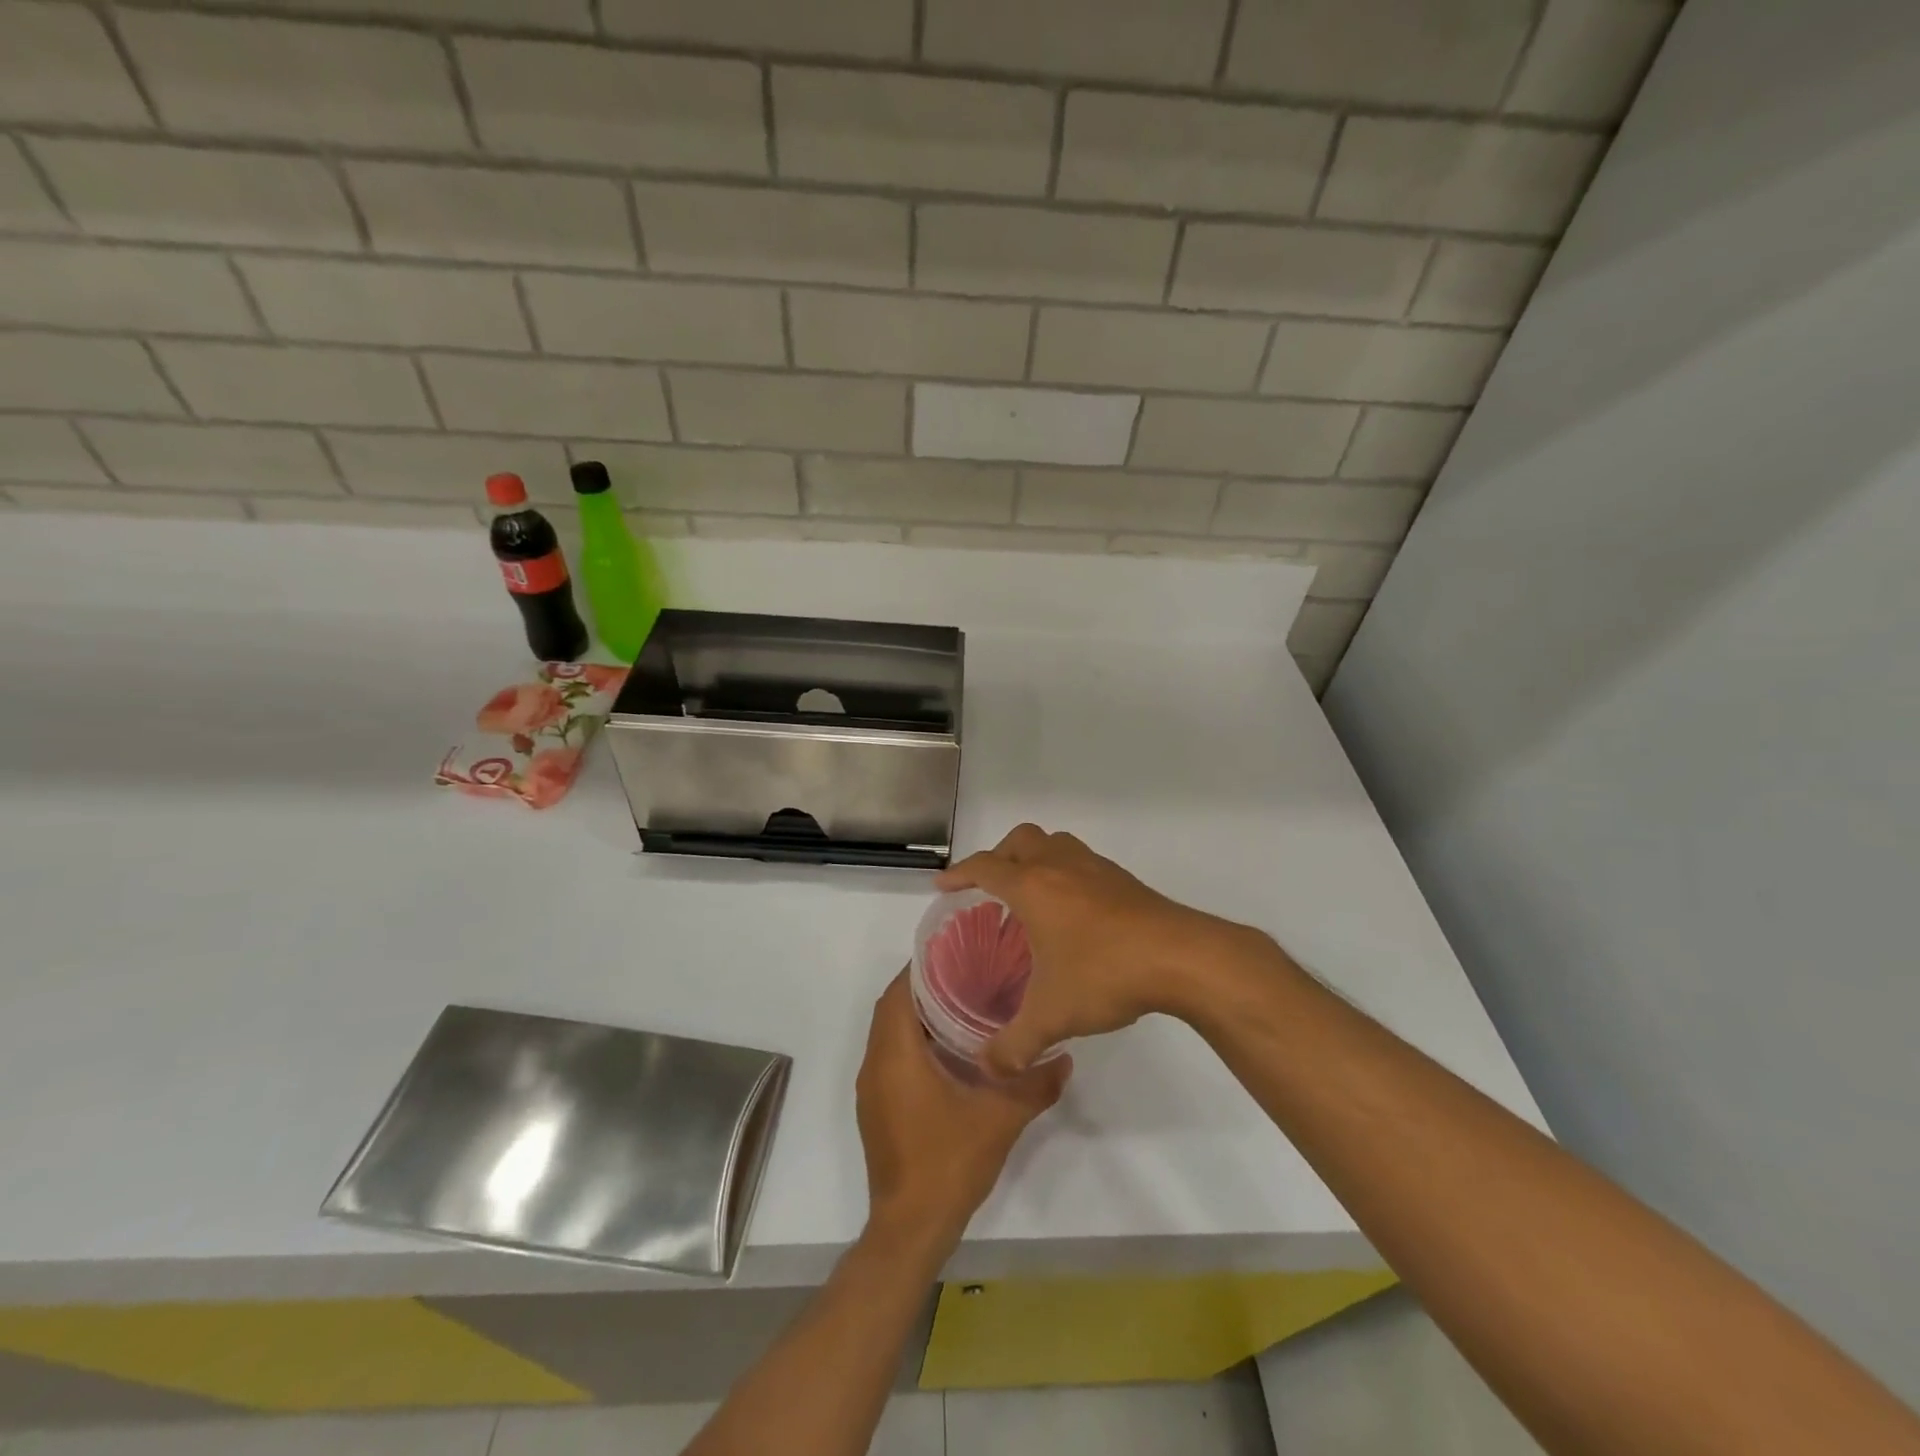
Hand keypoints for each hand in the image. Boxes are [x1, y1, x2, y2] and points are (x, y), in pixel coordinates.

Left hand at [856, 972, 1069, 1249]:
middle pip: (892, 1009)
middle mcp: (875, 1065)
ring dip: (916, 1017)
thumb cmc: (949, 1162)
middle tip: (966, 975)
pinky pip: (889, 1058)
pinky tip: (949, 1052)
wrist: (911, 1228)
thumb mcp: (1001, 1118)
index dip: (921, 968)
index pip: (898, 992)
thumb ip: (1035, 1084)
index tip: (955, 954)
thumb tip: (1065, 1057)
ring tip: (962, 1005)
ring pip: (889, 1034)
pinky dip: (911, 1043)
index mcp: (895, 1055)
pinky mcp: (877, 1109)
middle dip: (922, 988)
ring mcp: (872, 1090)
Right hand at [937, 824, 1259, 1076]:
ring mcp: (1095, 868)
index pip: (985, 867)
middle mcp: (1060, 866)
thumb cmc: (1105, 973)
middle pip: (1020, 841)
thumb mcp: (1053, 1016)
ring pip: (1054, 843)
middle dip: (998, 858)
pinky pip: (1081, 861)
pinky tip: (1074, 910)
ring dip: (1035, 858)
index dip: (960, 875)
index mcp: (1032, 887)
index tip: (944, 887)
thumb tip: (988, 1068)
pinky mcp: (1122, 879)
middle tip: (990, 888)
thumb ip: (1015, 1045)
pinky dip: (1065, 872)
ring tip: (1030, 893)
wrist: (1181, 957)